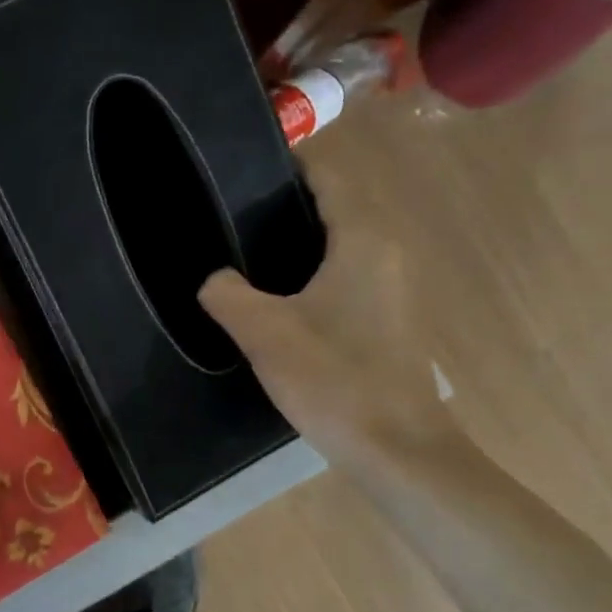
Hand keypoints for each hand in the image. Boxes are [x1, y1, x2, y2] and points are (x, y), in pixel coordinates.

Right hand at [198, 171, 452, 465]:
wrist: (397, 447)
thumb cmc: (334, 378)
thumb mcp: (264, 332)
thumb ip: (227, 294)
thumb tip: (214, 278)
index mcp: (362, 240)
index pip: (329, 178)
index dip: (290, 163)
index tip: (245, 164)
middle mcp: (385, 252)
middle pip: (335, 206)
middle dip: (286, 202)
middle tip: (230, 212)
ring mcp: (391, 287)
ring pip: (340, 242)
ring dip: (298, 239)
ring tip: (244, 249)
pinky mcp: (387, 317)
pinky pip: (344, 273)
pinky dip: (311, 269)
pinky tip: (276, 295)